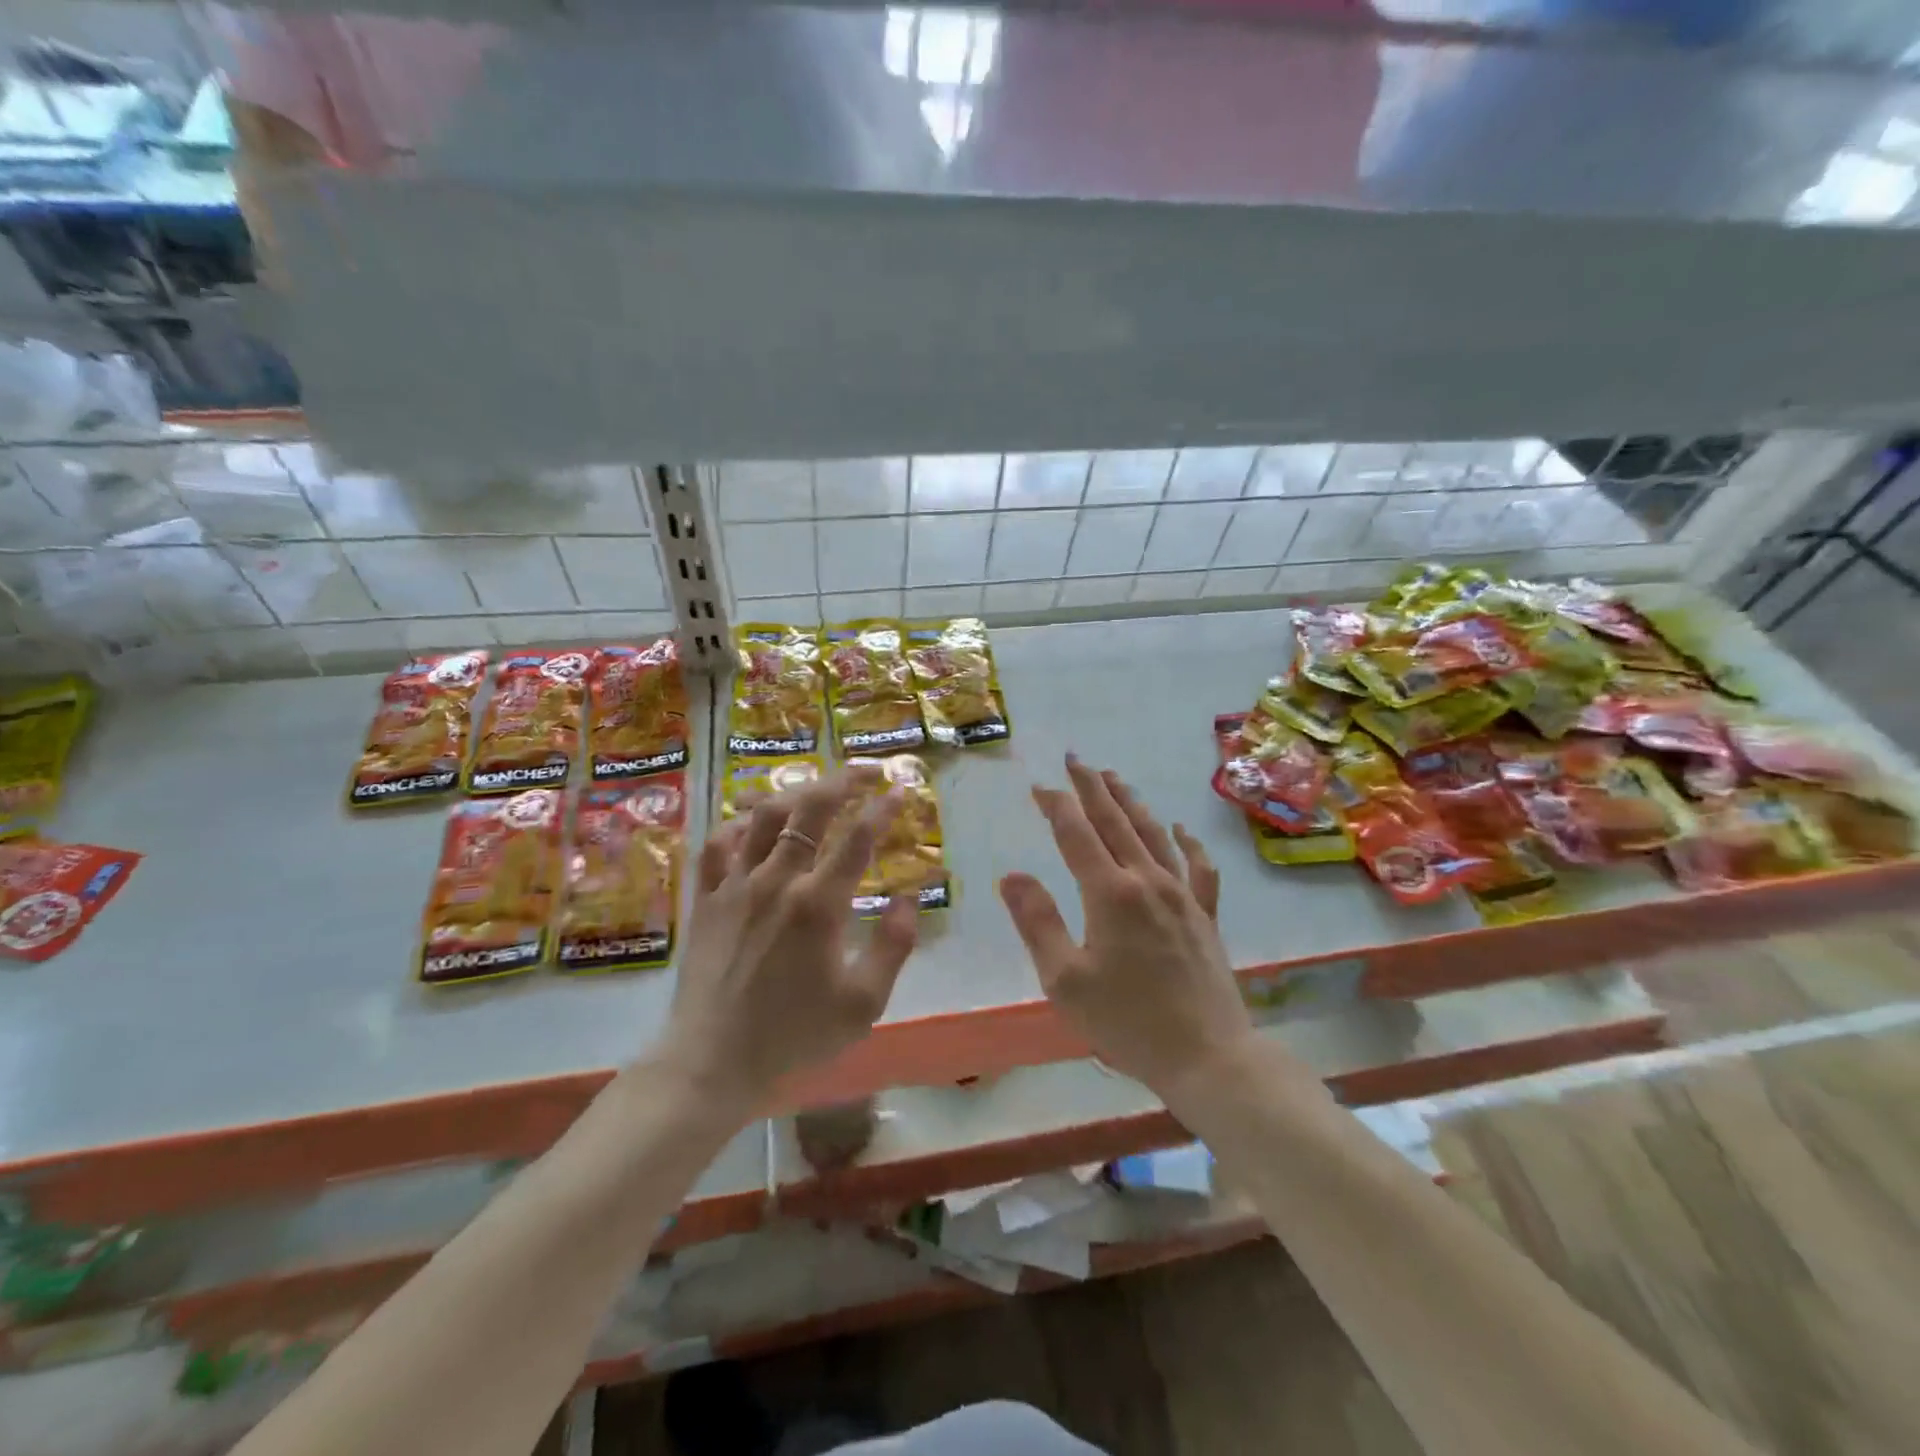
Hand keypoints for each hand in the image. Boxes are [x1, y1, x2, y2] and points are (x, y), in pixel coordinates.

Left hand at [664, 767, 917, 1111]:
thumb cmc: (793, 1035)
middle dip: (843, 780)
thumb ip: (893, 947)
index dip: (884, 808)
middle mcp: (778, 881)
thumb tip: (908, 899)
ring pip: (765, 817)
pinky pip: (719, 845)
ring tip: (817, 788)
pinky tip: (754, 824)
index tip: (901, 789)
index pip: (858, 838)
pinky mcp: (707, 899)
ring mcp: (736, 886)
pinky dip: (739, 825)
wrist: (712, 1061)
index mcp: (819, 905)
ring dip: (796, 793)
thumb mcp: (862, 1004)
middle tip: (866, 771)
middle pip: (811, 810)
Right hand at [998, 755, 1253, 1094]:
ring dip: (1130, 802)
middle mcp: (1147, 881)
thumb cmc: (1127, 1022)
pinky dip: (1187, 842)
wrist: (1207, 1057)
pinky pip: (1199, 867)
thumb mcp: (1065, 980)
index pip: (1076, 833)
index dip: (1057, 805)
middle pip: (1115, 821)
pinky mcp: (1205, 914)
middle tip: (1075, 759)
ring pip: (1153, 834)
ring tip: (1114, 777)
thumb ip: (1037, 922)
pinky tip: (1179, 829)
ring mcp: (1182, 895)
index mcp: (1110, 894)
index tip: (1040, 785)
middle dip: (1092, 787)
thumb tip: (1012, 875)